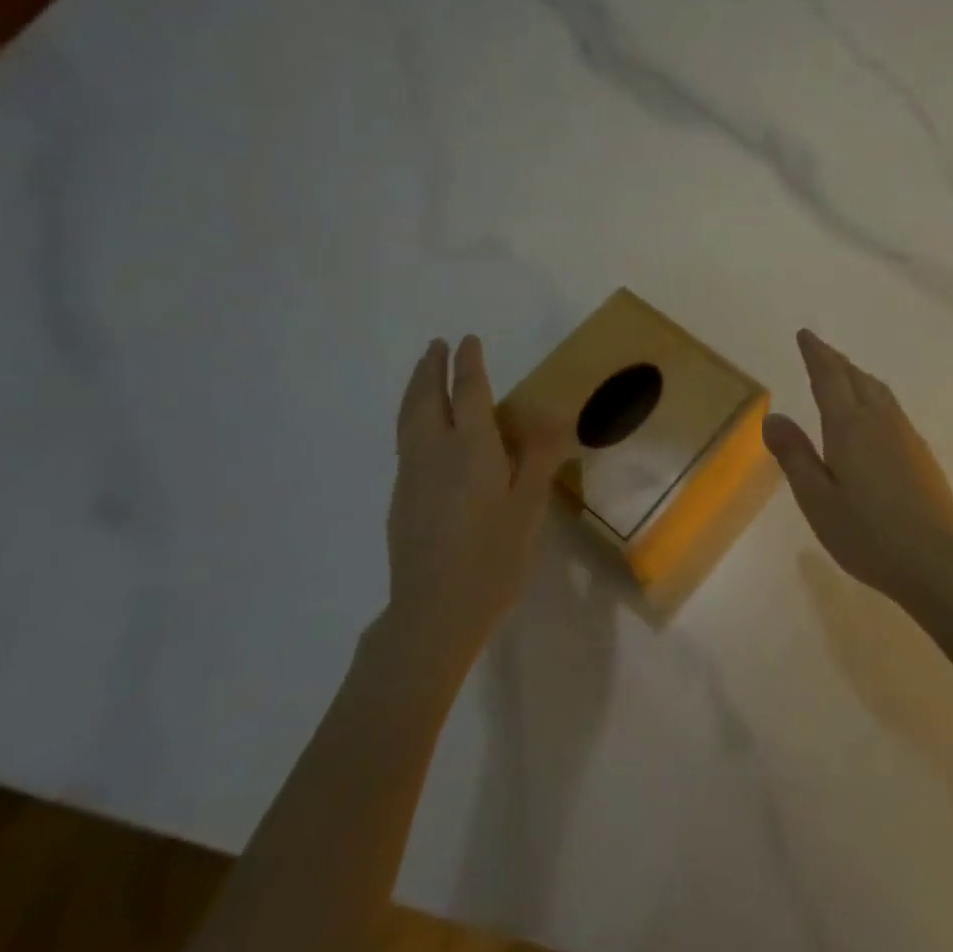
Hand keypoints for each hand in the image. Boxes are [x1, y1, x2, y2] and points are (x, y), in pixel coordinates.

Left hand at [385, 336, 565, 648]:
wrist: (434, 611)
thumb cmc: (493, 557)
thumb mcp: (529, 506)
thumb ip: (539, 456)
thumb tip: (552, 413)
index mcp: (471, 449)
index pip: (468, 393)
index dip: (468, 364)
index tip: (467, 340)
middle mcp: (434, 452)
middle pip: (426, 399)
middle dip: (431, 369)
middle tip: (436, 346)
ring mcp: (411, 476)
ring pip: (408, 419)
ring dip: (416, 390)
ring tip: (423, 374)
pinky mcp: (400, 499)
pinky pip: (405, 441)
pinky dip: (411, 418)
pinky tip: (420, 430)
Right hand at [763, 329, 952, 608]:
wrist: (937, 560)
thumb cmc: (867, 533)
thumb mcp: (817, 499)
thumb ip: (794, 456)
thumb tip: (773, 417)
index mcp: (849, 427)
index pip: (829, 377)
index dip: (816, 354)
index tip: (805, 335)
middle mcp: (880, 421)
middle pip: (856, 378)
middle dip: (835, 361)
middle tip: (819, 350)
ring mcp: (906, 435)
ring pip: (878, 391)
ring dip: (857, 376)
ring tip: (844, 374)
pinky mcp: (921, 453)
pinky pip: (892, 408)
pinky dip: (874, 396)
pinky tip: (874, 415)